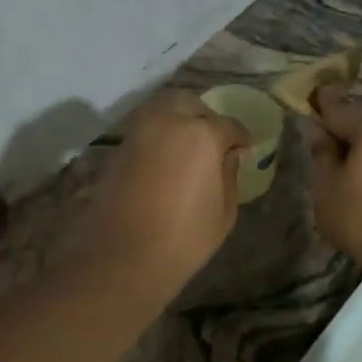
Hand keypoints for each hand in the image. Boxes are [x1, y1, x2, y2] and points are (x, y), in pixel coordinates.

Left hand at [82, 91, 248, 290]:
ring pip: (162, 110)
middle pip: (190, 104)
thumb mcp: (224, 211)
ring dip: (178, 122)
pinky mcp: (117, 148)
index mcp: (202, 135)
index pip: (229, 125)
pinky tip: (167, 161)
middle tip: (214, 142)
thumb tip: (229, 155)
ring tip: (189, 150)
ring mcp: (138, 132)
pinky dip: (159, 137)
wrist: (122, 258)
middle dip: (205, 117)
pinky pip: (144, 130)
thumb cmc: (184, 239)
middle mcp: (168, 122)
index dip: (241, 138)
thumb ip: (229, 175)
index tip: (244, 151)